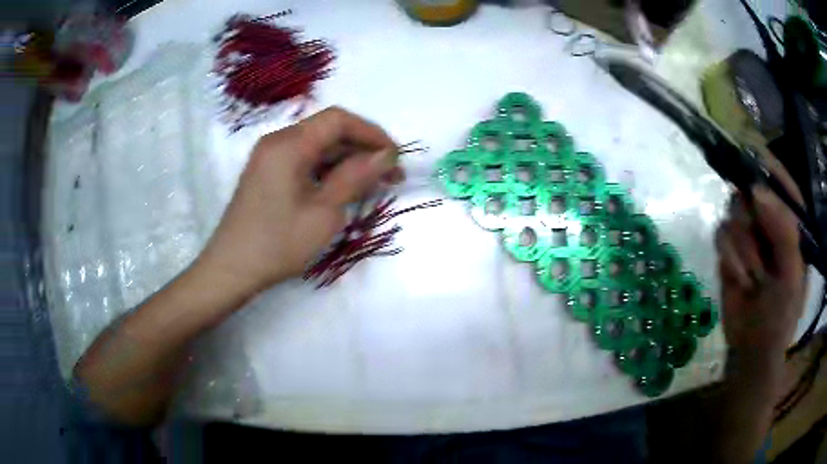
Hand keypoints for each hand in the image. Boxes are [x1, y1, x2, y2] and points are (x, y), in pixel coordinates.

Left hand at [199, 107, 401, 294]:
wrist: (231, 269)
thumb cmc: (278, 243)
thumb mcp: (324, 212)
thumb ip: (356, 177)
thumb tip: (385, 155)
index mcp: (289, 143)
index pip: (338, 120)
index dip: (372, 133)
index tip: (396, 158)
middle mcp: (278, 141)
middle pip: (328, 131)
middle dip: (362, 149)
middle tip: (390, 177)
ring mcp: (270, 157)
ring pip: (317, 147)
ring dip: (347, 161)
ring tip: (373, 185)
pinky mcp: (268, 173)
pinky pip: (304, 161)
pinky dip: (327, 171)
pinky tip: (344, 190)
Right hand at [716, 185, 804, 358]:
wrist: (753, 348)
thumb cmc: (781, 316)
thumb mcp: (791, 277)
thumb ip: (783, 232)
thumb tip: (756, 191)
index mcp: (792, 227)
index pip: (785, 186)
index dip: (773, 169)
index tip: (756, 156)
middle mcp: (771, 223)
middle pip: (754, 191)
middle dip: (753, 217)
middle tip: (758, 247)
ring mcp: (750, 235)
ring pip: (735, 211)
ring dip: (742, 246)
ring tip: (752, 277)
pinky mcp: (730, 249)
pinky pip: (721, 235)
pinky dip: (728, 256)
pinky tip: (739, 279)